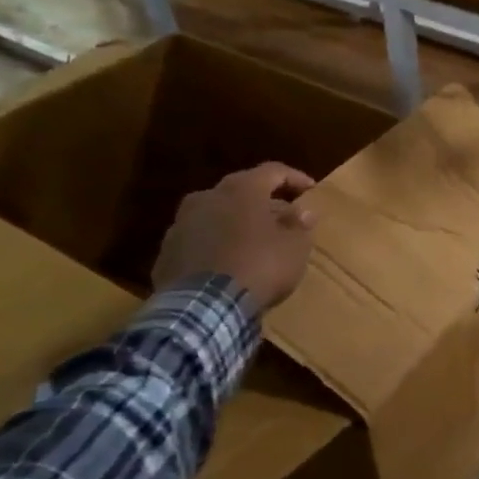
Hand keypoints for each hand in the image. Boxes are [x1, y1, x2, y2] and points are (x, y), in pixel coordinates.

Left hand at [152, 162, 318, 311]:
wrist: (203, 308)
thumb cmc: (259, 266)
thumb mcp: (294, 247)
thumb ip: (299, 225)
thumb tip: (303, 211)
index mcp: (241, 190)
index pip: (273, 171)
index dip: (295, 178)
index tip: (311, 190)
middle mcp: (207, 197)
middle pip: (241, 191)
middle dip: (264, 202)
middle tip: (283, 217)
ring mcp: (181, 224)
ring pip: (216, 215)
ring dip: (237, 223)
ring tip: (254, 242)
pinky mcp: (166, 253)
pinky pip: (199, 240)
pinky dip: (216, 245)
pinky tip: (229, 263)